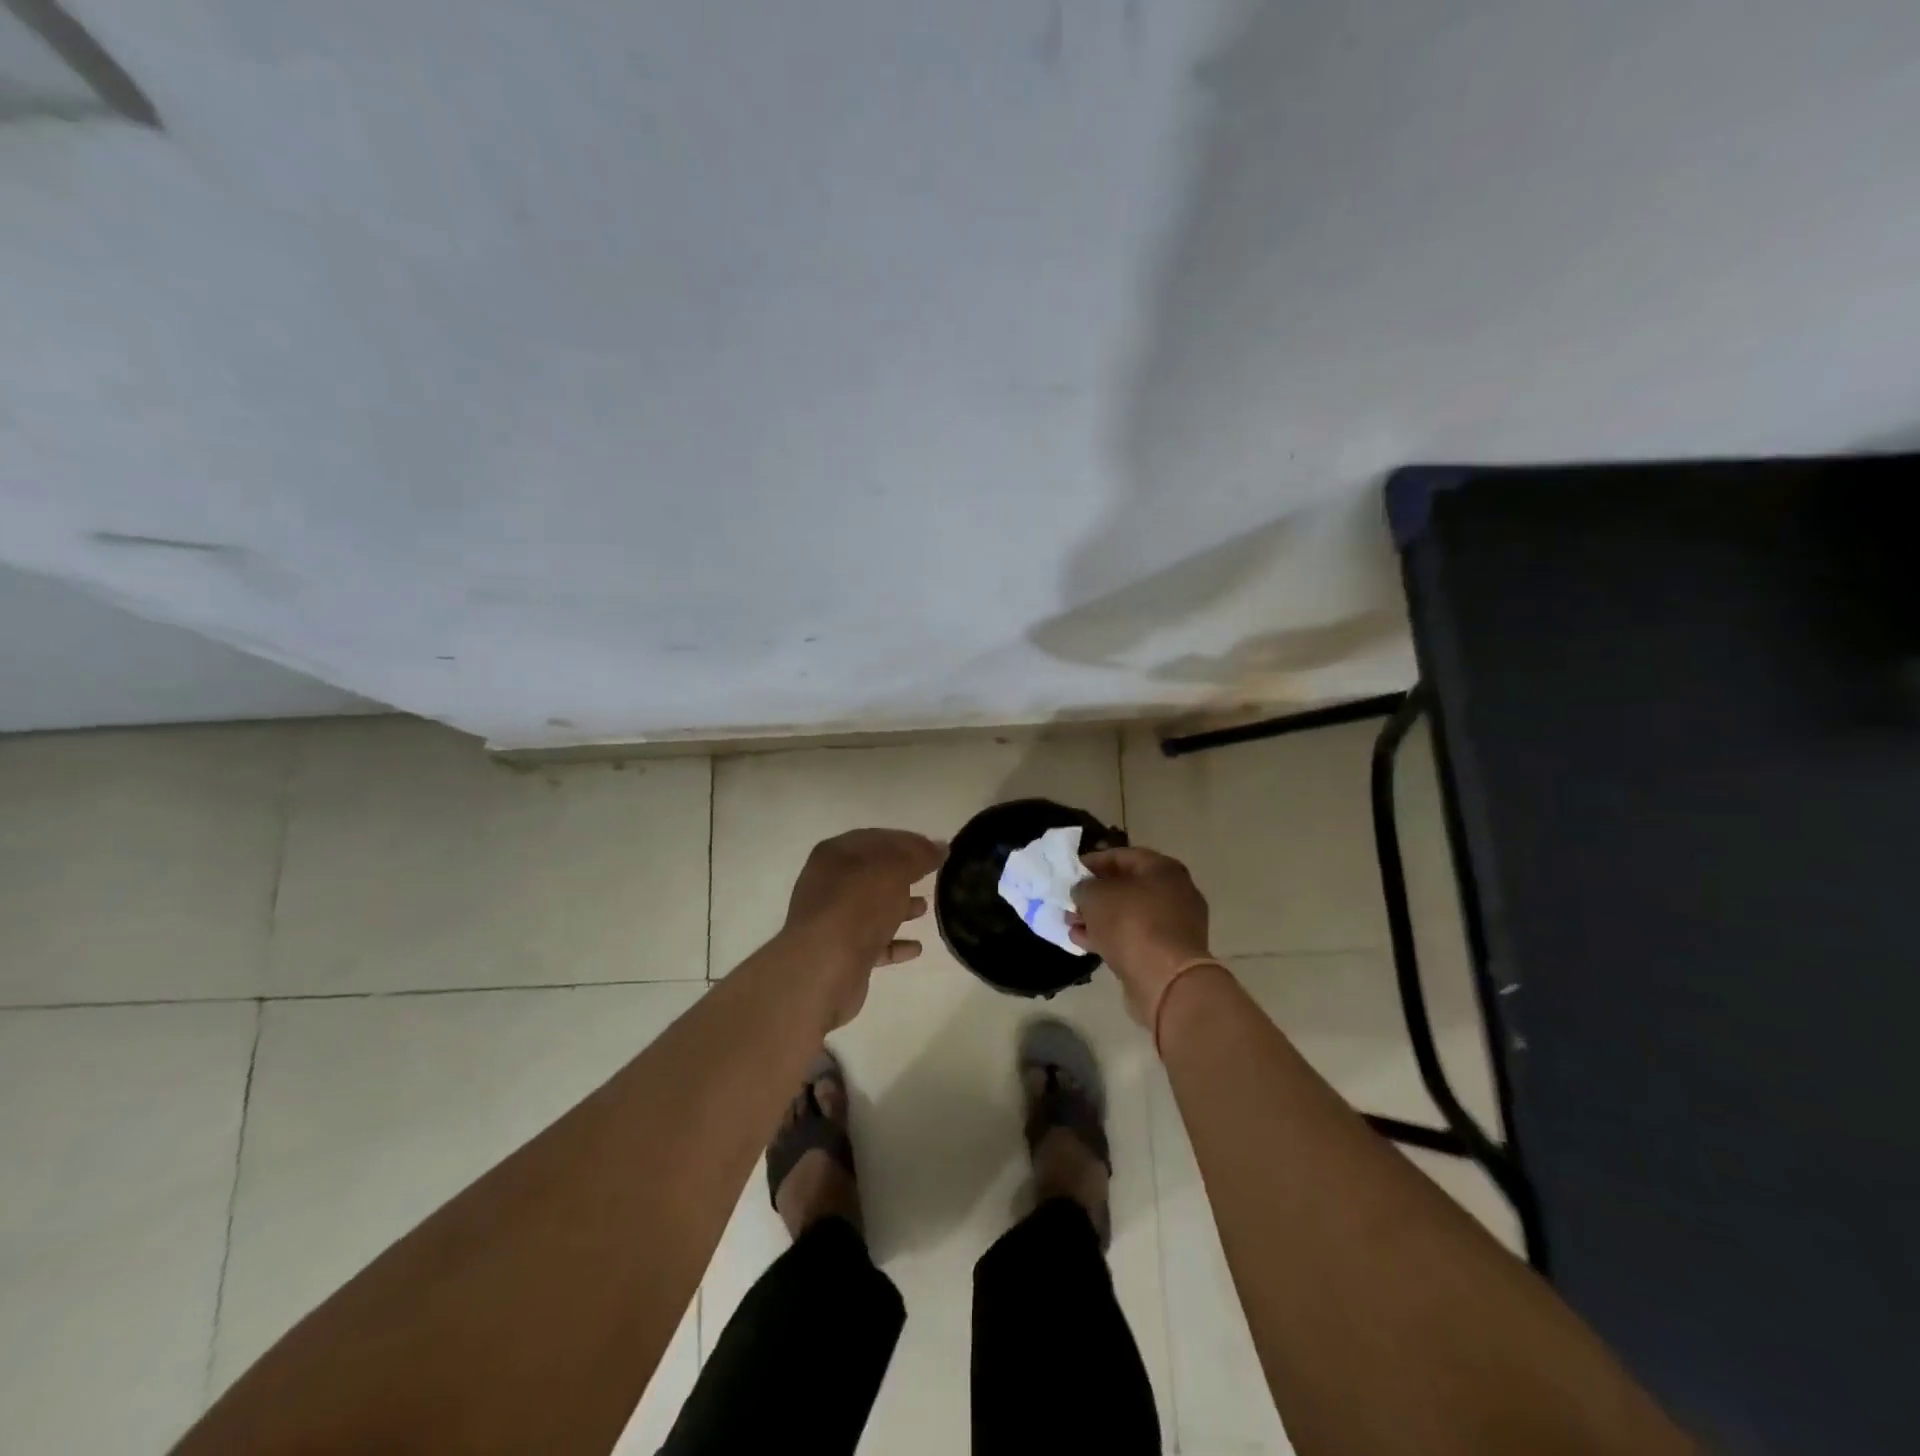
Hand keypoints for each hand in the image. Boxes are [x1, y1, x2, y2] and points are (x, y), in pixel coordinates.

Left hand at [782, 828, 946, 1025]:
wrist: (825, 966)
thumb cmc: (859, 905)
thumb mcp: (895, 869)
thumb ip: (919, 855)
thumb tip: (940, 846)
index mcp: (836, 854)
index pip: (878, 839)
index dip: (909, 842)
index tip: (936, 850)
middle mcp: (829, 883)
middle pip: (873, 873)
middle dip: (903, 874)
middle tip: (932, 877)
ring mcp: (832, 919)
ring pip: (872, 908)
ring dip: (899, 907)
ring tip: (926, 909)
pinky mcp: (840, 952)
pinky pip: (872, 942)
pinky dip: (894, 942)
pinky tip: (916, 948)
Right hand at [1070, 846, 1216, 1025]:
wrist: (1166, 979)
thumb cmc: (1131, 923)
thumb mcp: (1095, 895)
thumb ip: (1084, 887)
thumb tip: (1084, 892)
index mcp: (1163, 869)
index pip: (1122, 856)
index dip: (1093, 862)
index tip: (1070, 872)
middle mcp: (1175, 892)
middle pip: (1127, 886)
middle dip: (1095, 895)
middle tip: (1070, 902)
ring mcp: (1175, 924)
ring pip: (1129, 914)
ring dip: (1099, 918)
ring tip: (1071, 924)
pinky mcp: (1169, 953)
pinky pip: (1135, 937)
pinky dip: (1110, 937)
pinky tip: (1083, 942)